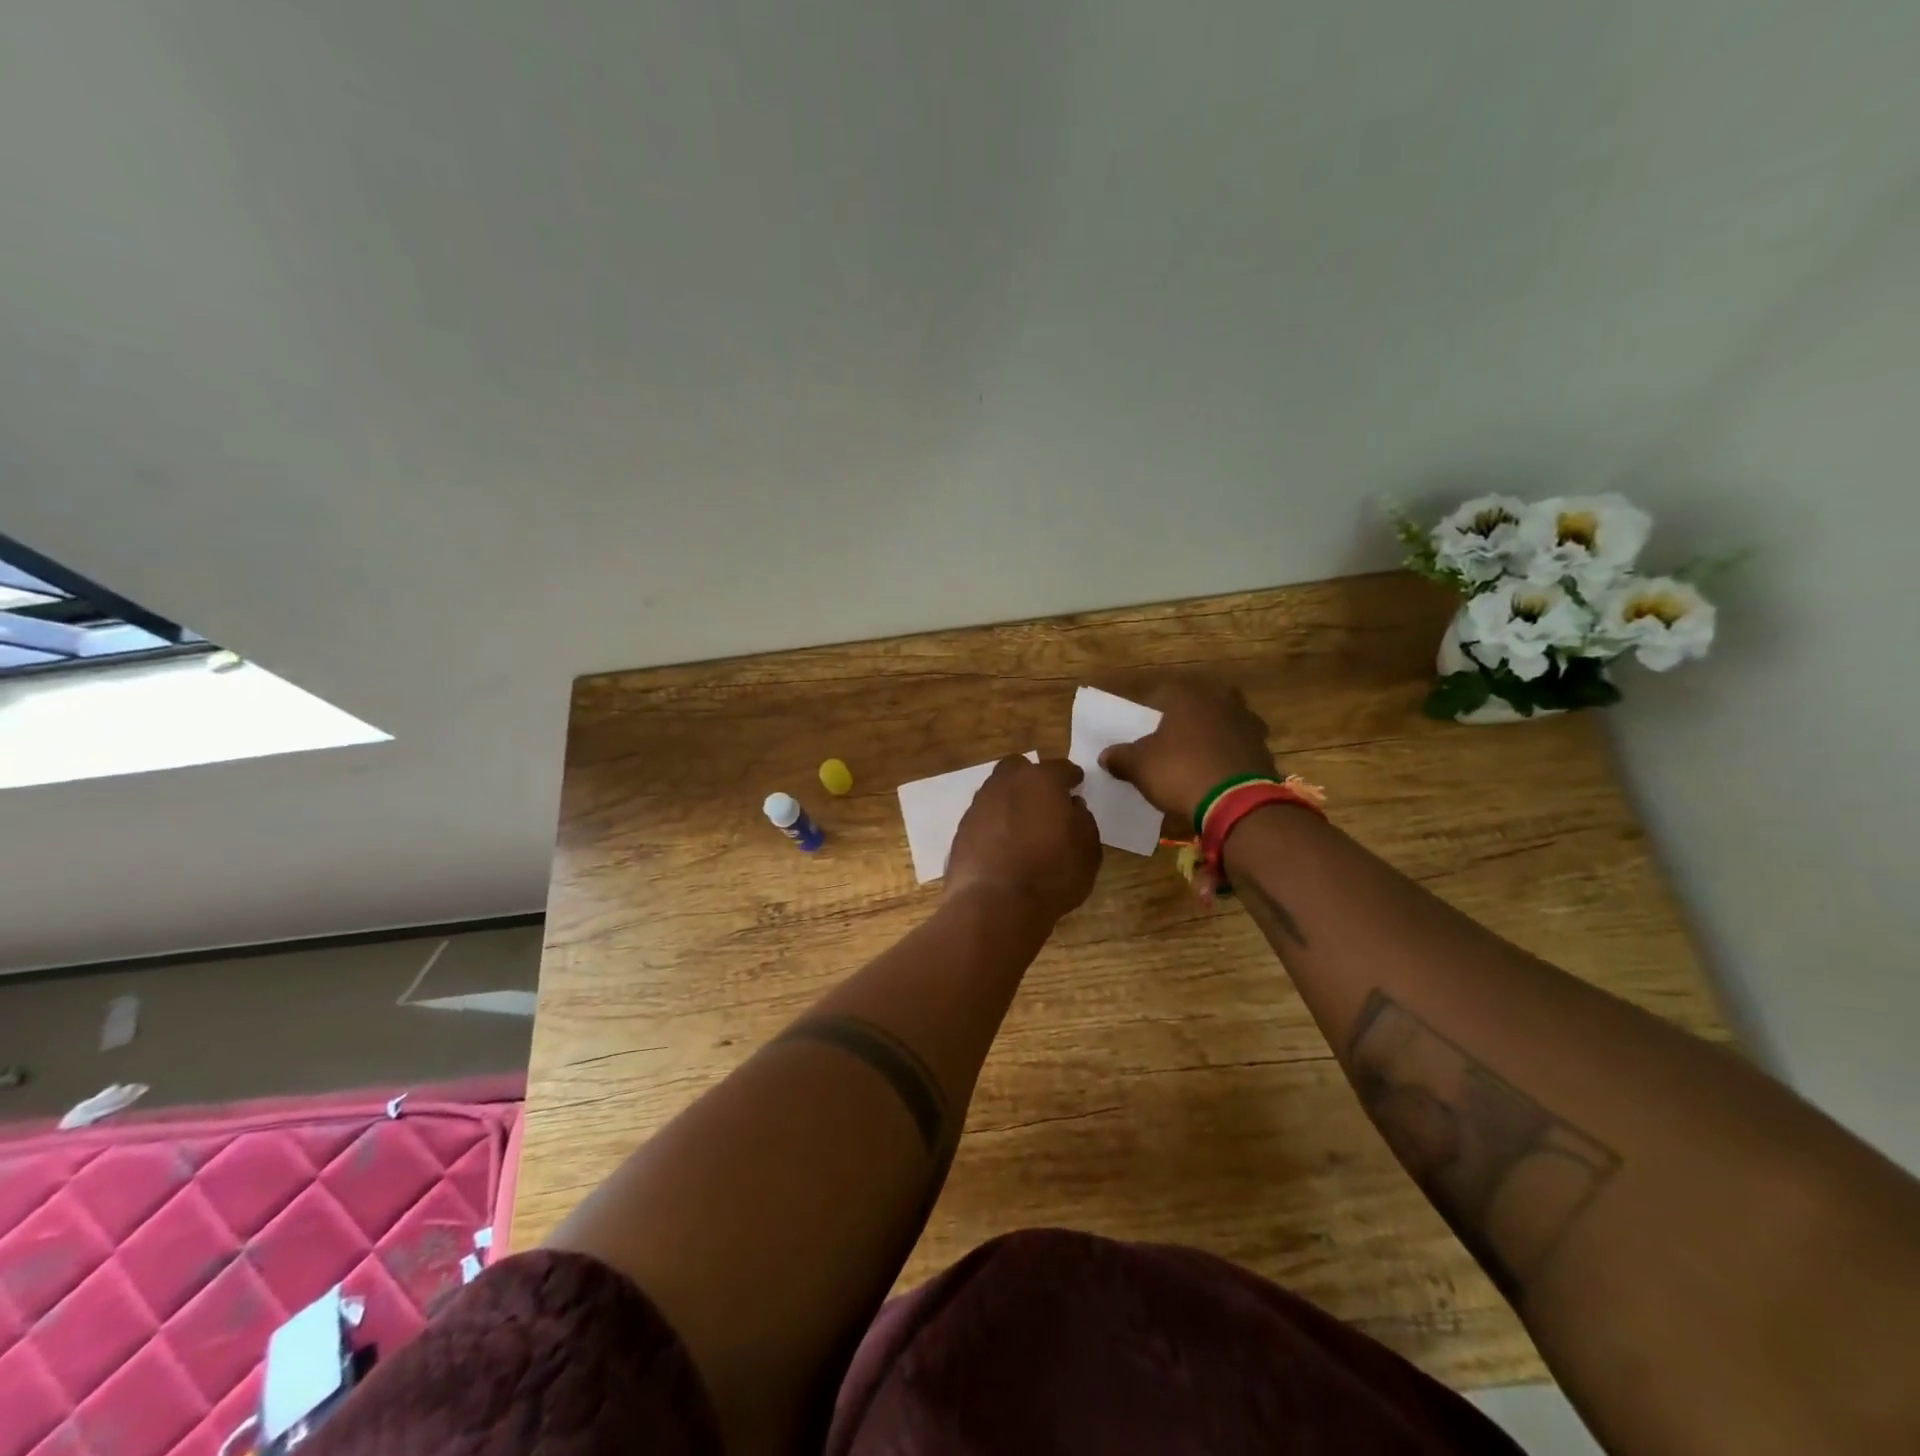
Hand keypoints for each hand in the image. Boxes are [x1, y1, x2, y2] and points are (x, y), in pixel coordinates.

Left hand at [945, 757, 1101, 923]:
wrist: (994, 904)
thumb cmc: (1051, 875)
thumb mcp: (1088, 851)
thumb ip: (1083, 820)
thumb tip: (1072, 807)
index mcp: (1041, 780)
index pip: (1061, 768)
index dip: (1072, 777)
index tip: (1077, 785)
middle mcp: (1006, 783)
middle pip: (1019, 769)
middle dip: (1033, 779)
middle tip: (1046, 800)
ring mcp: (979, 804)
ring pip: (997, 790)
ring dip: (1011, 800)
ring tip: (1024, 824)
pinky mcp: (961, 828)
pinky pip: (983, 816)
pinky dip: (994, 823)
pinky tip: (1003, 843)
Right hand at [1099, 680, 1277, 826]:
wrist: (1237, 803)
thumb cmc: (1180, 771)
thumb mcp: (1139, 767)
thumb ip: (1121, 757)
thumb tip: (1106, 756)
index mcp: (1188, 695)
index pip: (1163, 693)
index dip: (1150, 710)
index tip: (1141, 728)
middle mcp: (1221, 701)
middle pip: (1200, 703)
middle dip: (1187, 717)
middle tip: (1172, 738)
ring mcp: (1247, 723)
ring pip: (1224, 722)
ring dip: (1212, 734)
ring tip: (1196, 756)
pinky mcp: (1264, 749)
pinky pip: (1239, 746)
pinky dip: (1228, 755)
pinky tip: (1216, 773)